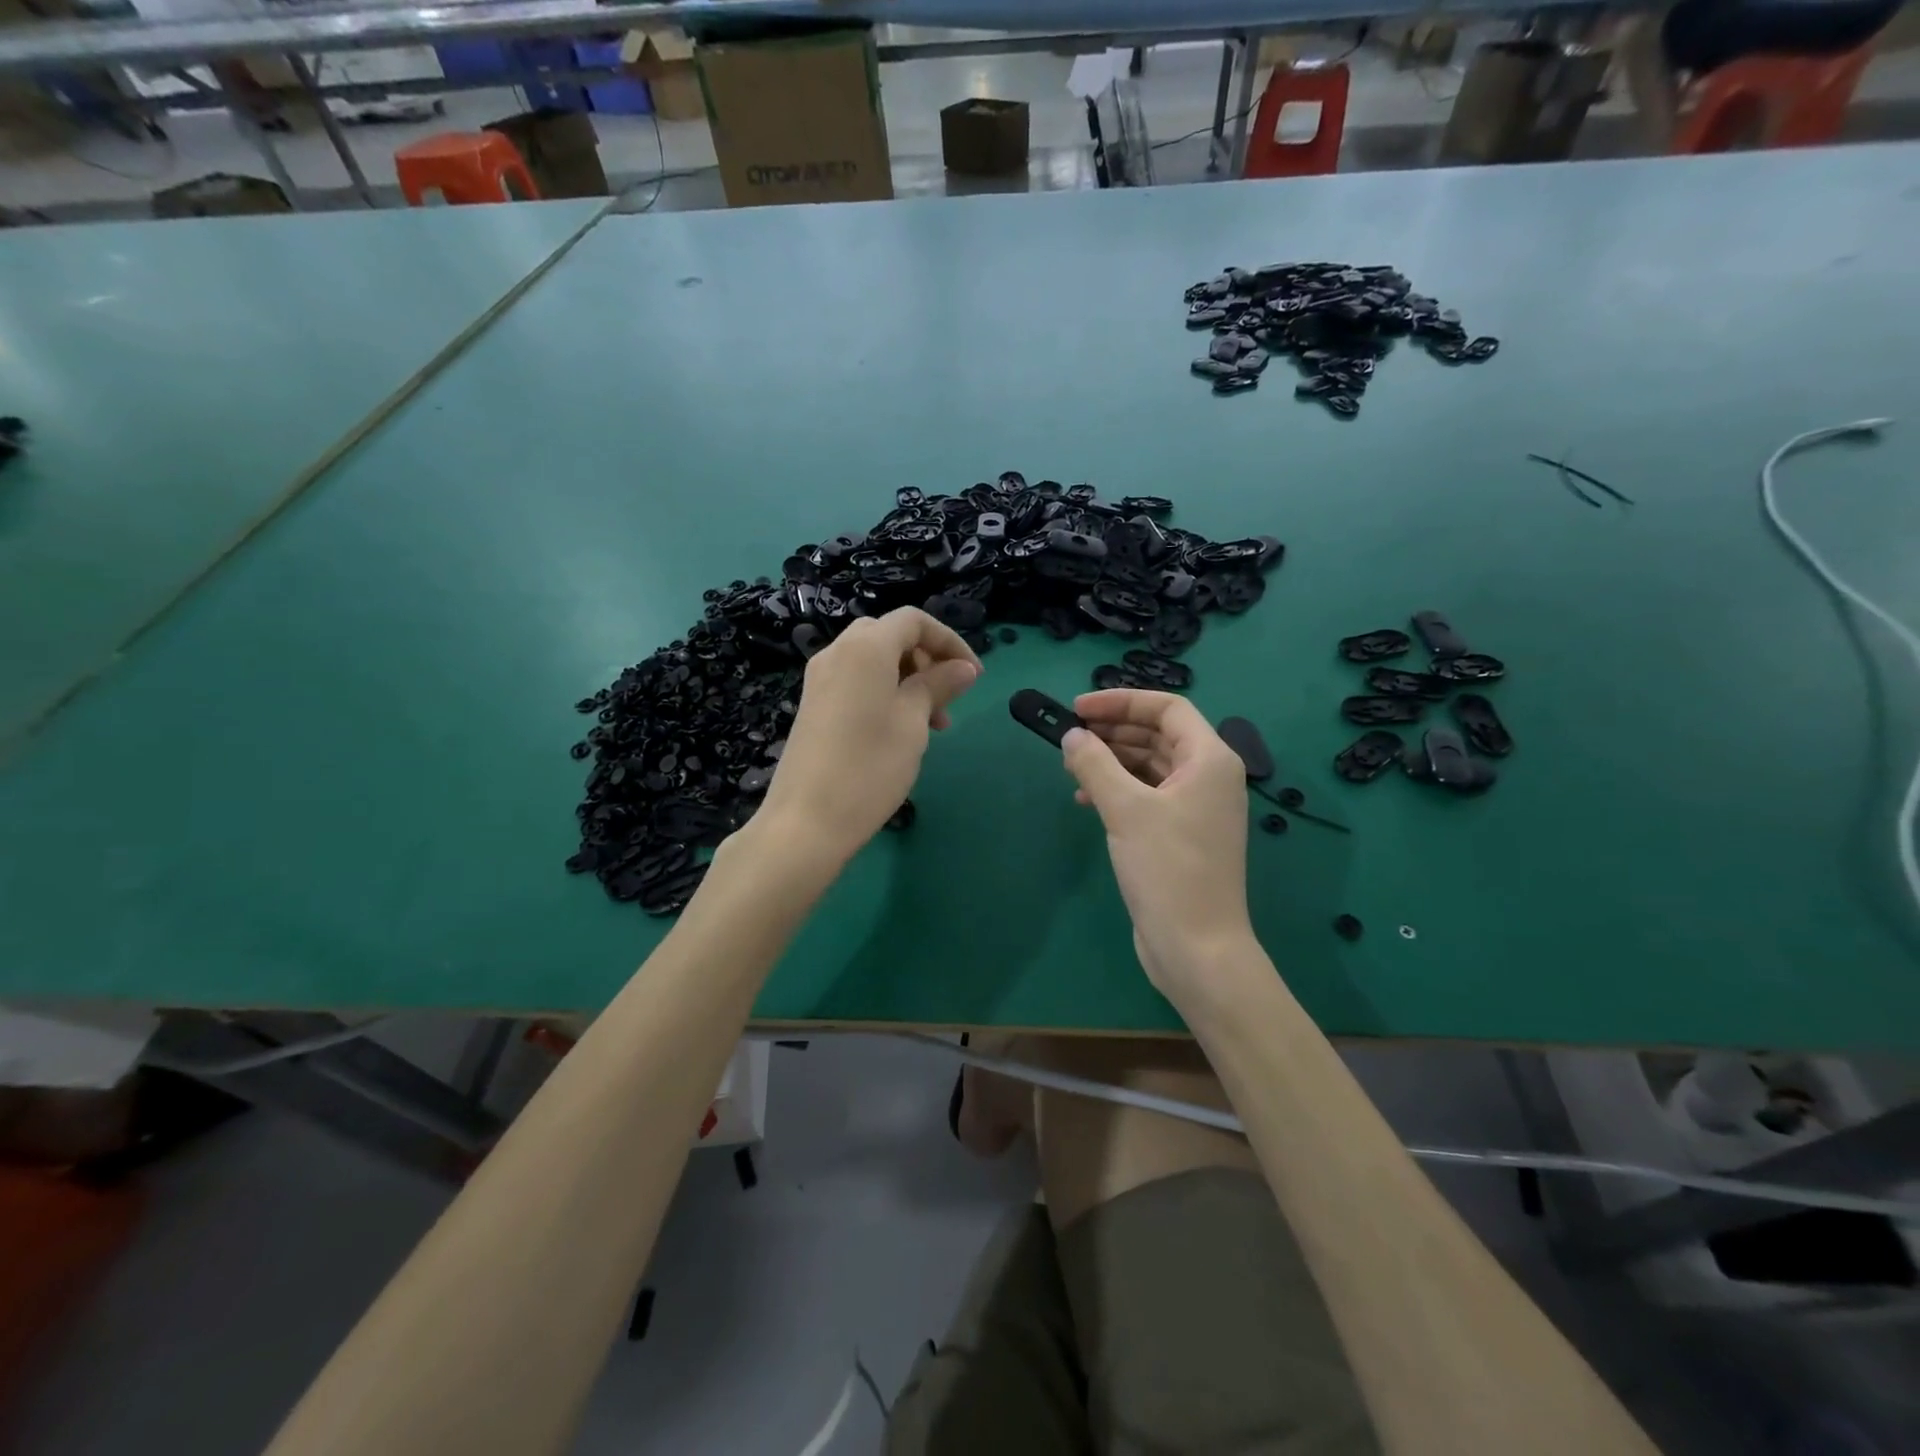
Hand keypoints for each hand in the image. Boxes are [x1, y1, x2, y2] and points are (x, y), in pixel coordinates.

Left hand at [758, 608, 981, 865]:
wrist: (806, 822)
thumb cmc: (869, 767)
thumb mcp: (913, 722)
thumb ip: (938, 685)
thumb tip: (963, 668)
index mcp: (865, 647)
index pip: (913, 621)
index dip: (949, 640)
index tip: (974, 675)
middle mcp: (837, 652)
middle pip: (890, 636)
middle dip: (926, 659)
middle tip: (949, 698)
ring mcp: (820, 679)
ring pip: (874, 660)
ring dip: (908, 679)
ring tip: (933, 724)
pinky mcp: (813, 705)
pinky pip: (855, 681)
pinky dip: (884, 692)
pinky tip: (899, 730)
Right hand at [1060, 689, 1254, 995]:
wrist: (1196, 947)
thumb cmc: (1167, 869)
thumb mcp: (1126, 809)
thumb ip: (1095, 764)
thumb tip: (1072, 735)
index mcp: (1210, 760)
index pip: (1167, 708)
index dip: (1122, 701)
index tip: (1078, 709)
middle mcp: (1209, 777)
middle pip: (1158, 735)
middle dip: (1113, 730)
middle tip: (1070, 736)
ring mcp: (1196, 808)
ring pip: (1150, 766)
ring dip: (1112, 760)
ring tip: (1071, 767)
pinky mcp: (1181, 835)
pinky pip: (1148, 795)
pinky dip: (1118, 790)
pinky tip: (1085, 800)